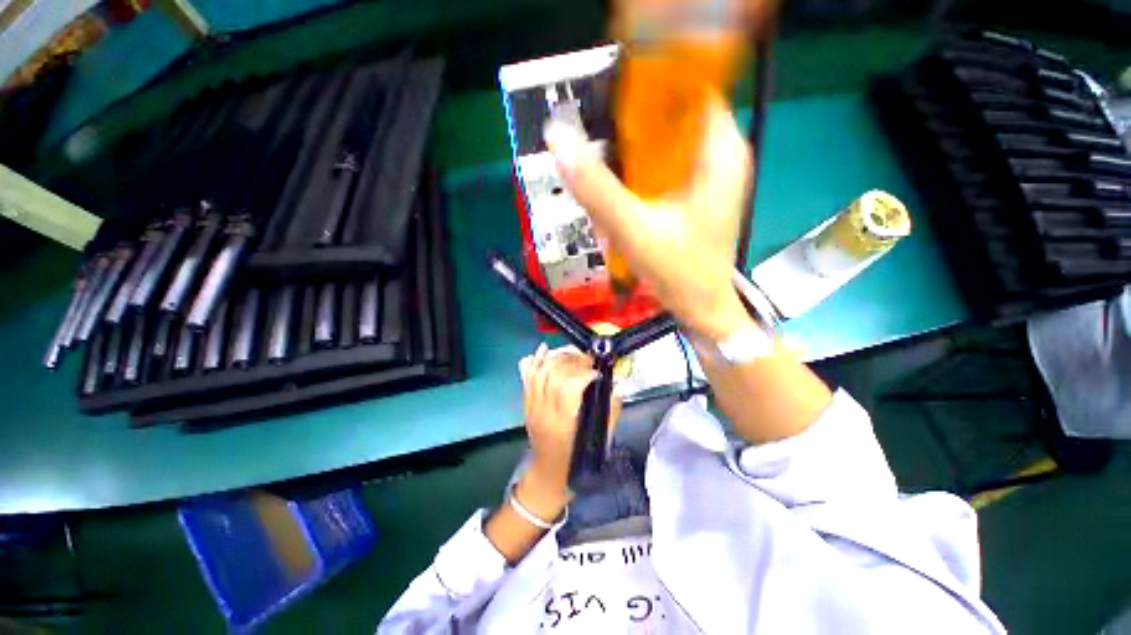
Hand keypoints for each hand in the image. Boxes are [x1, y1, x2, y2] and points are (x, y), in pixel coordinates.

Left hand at [517, 344, 615, 518]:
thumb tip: (618, 385)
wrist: (549, 476)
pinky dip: (535, 362)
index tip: (597, 370)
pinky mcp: (526, 405)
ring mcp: (532, 407)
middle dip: (571, 361)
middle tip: (586, 358)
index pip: (569, 387)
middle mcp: (544, 411)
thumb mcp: (599, 440)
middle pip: (553, 376)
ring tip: (571, 354)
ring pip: (539, 374)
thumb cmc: (577, 460)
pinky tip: (543, 351)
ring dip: (555, 358)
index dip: (583, 373)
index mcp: (563, 422)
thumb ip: (610, 410)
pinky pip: (527, 378)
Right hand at [545, 94, 751, 340]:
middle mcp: (720, 156)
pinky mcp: (694, 194)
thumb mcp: (635, 230)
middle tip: (601, 151)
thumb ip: (597, 188)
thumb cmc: (680, 273)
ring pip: (664, 145)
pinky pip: (663, 169)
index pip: (687, 89)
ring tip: (609, 181)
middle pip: (671, 117)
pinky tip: (622, 197)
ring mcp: (708, 176)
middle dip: (632, 131)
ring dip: (632, 158)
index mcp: (720, 152)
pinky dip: (639, 177)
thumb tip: (558, 139)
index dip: (647, 91)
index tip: (610, 109)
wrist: (700, 307)